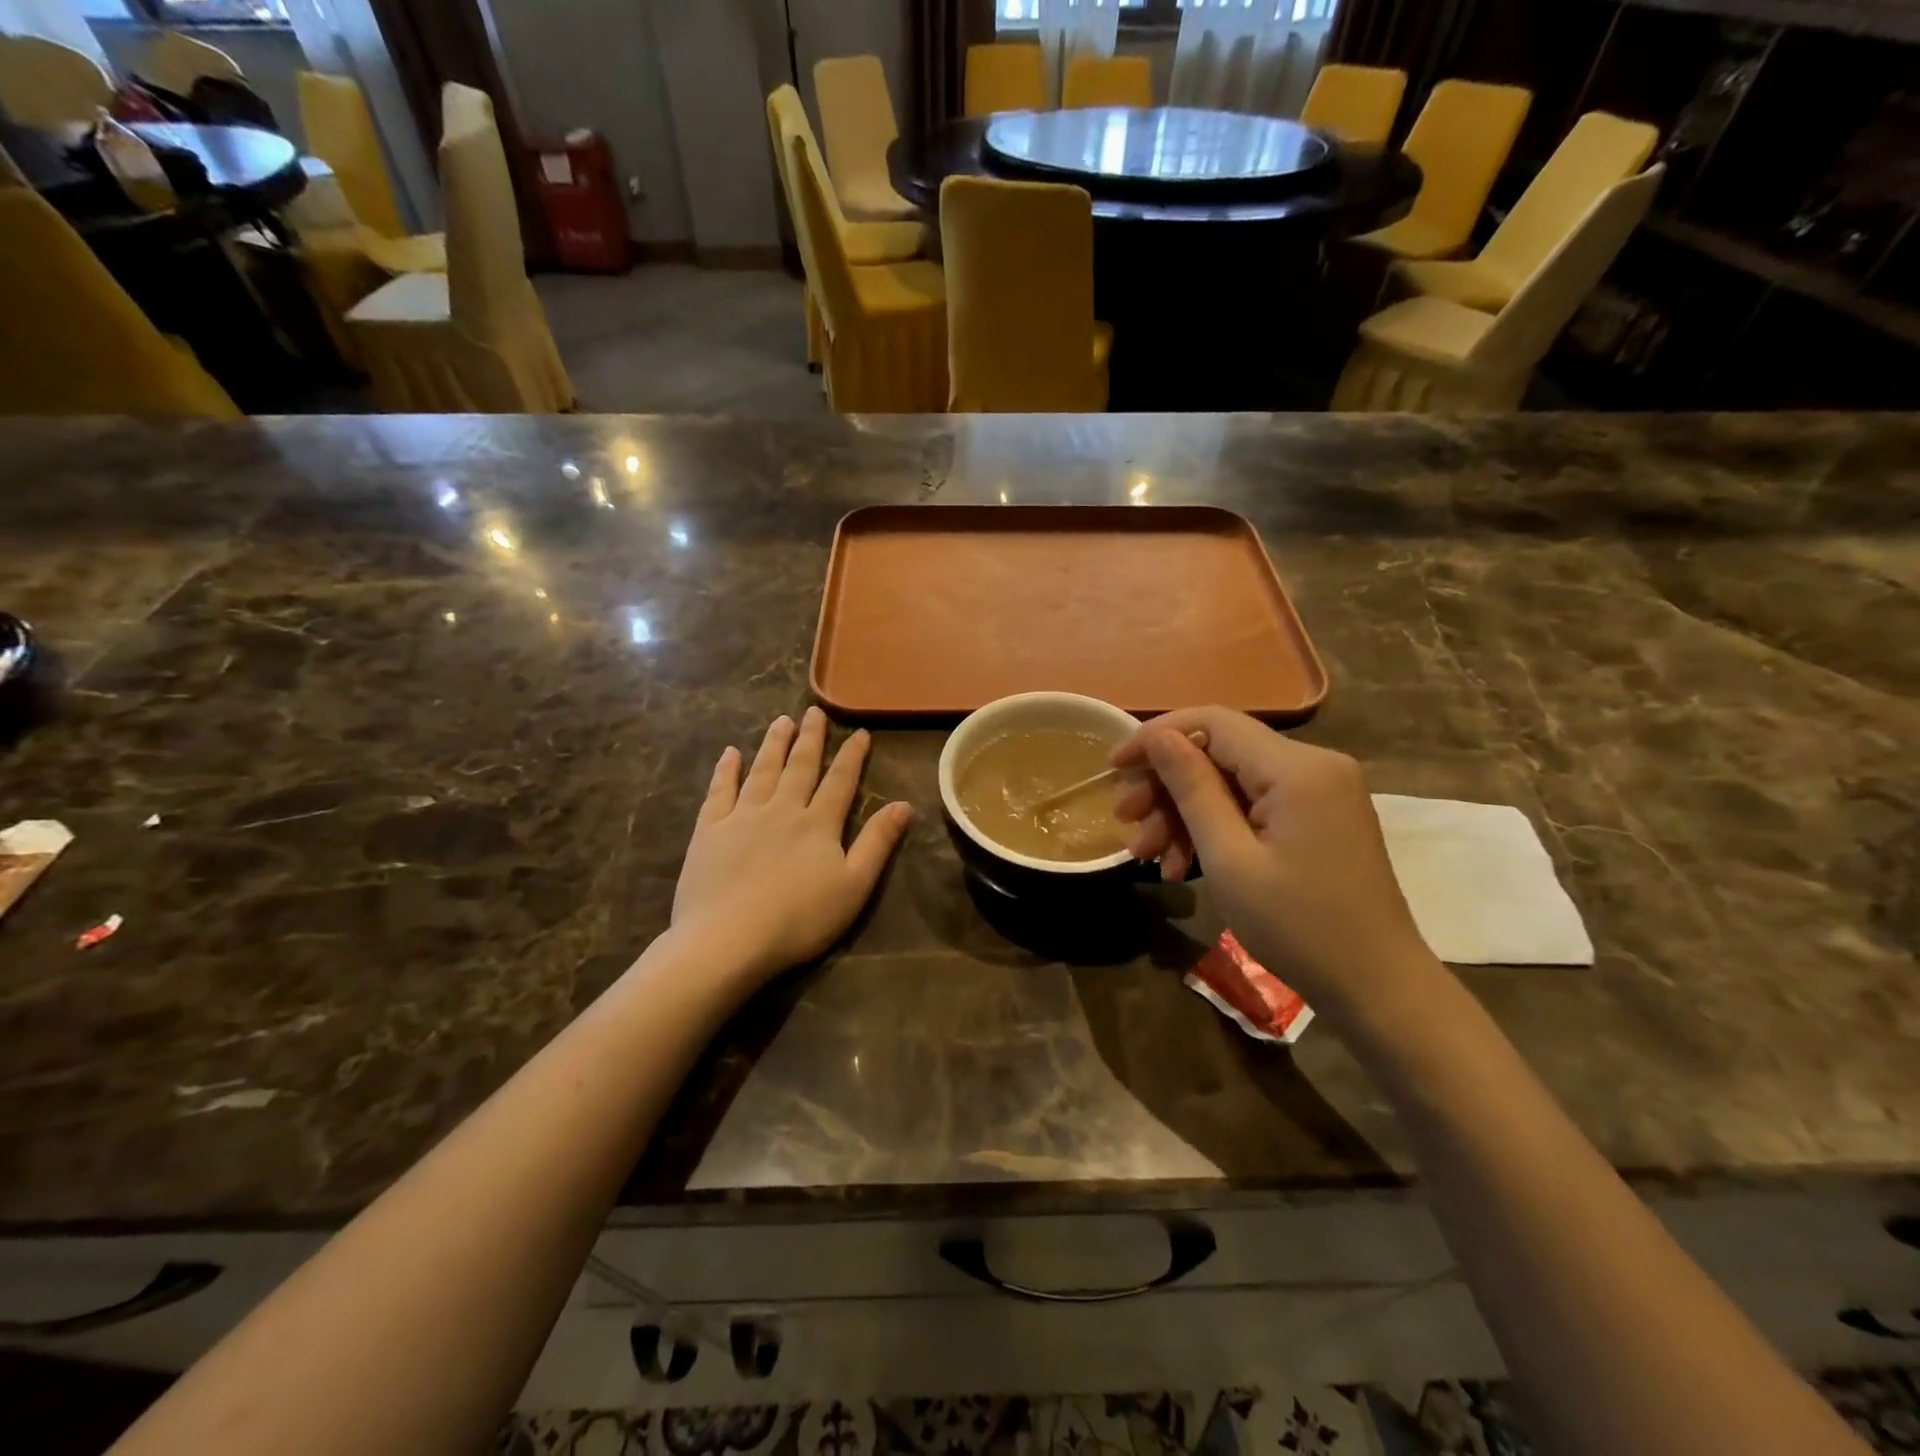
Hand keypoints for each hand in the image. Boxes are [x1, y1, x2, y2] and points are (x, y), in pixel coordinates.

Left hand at [672, 708, 912, 985]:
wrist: (728, 939)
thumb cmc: (799, 919)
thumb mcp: (854, 886)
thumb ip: (878, 843)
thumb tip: (904, 804)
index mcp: (818, 823)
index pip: (841, 781)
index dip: (852, 756)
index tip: (859, 732)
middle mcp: (782, 809)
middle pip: (799, 767)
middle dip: (810, 738)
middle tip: (813, 711)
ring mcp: (741, 817)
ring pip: (761, 771)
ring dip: (773, 744)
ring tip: (780, 721)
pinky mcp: (708, 831)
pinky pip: (719, 791)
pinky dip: (726, 770)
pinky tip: (731, 753)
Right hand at [1112, 707, 1434, 1013]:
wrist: (1377, 987)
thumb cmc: (1297, 927)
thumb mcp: (1229, 858)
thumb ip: (1192, 788)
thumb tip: (1158, 736)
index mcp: (1296, 768)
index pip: (1212, 722)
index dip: (1156, 737)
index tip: (1114, 767)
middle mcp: (1314, 764)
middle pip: (1220, 752)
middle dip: (1167, 786)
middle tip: (1125, 822)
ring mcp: (1321, 792)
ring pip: (1232, 782)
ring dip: (1185, 814)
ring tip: (1147, 856)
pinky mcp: (1320, 817)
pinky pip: (1255, 806)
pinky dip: (1216, 829)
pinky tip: (1184, 866)